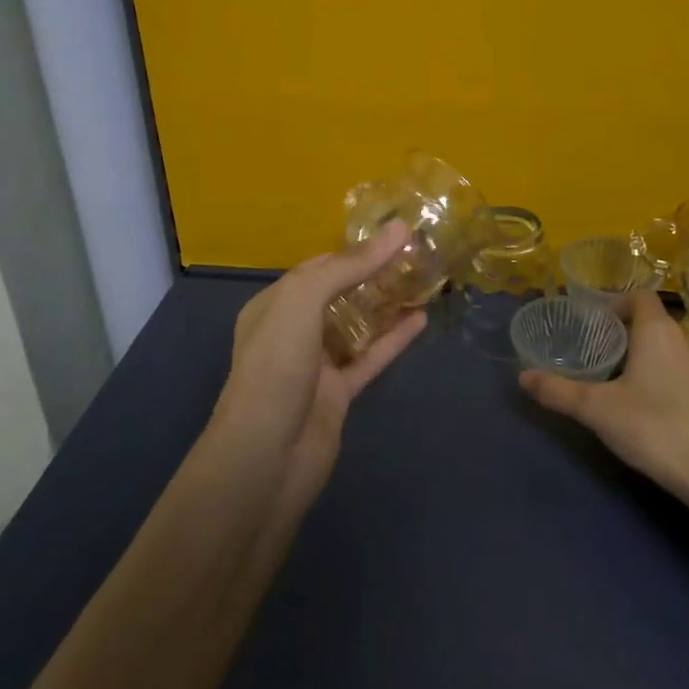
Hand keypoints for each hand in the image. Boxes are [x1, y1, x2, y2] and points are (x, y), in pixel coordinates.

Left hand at [210, 221, 425, 514]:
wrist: (265, 458)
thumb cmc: (275, 368)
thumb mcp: (302, 302)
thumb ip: (349, 266)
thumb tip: (397, 230)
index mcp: (274, 305)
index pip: (317, 267)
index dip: (353, 250)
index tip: (393, 234)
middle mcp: (292, 330)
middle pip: (339, 294)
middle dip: (373, 274)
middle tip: (416, 254)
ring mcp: (316, 364)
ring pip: (357, 326)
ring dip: (386, 304)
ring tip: (423, 280)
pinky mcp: (338, 394)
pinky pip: (370, 358)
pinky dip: (394, 339)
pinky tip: (421, 319)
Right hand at [520, 290, 688, 514]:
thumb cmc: (655, 429)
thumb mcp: (597, 411)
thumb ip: (559, 391)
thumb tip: (523, 377)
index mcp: (659, 331)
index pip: (640, 296)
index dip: (620, 304)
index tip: (603, 326)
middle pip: (664, 322)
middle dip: (642, 334)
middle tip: (619, 359)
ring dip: (670, 355)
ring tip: (650, 382)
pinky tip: (682, 407)